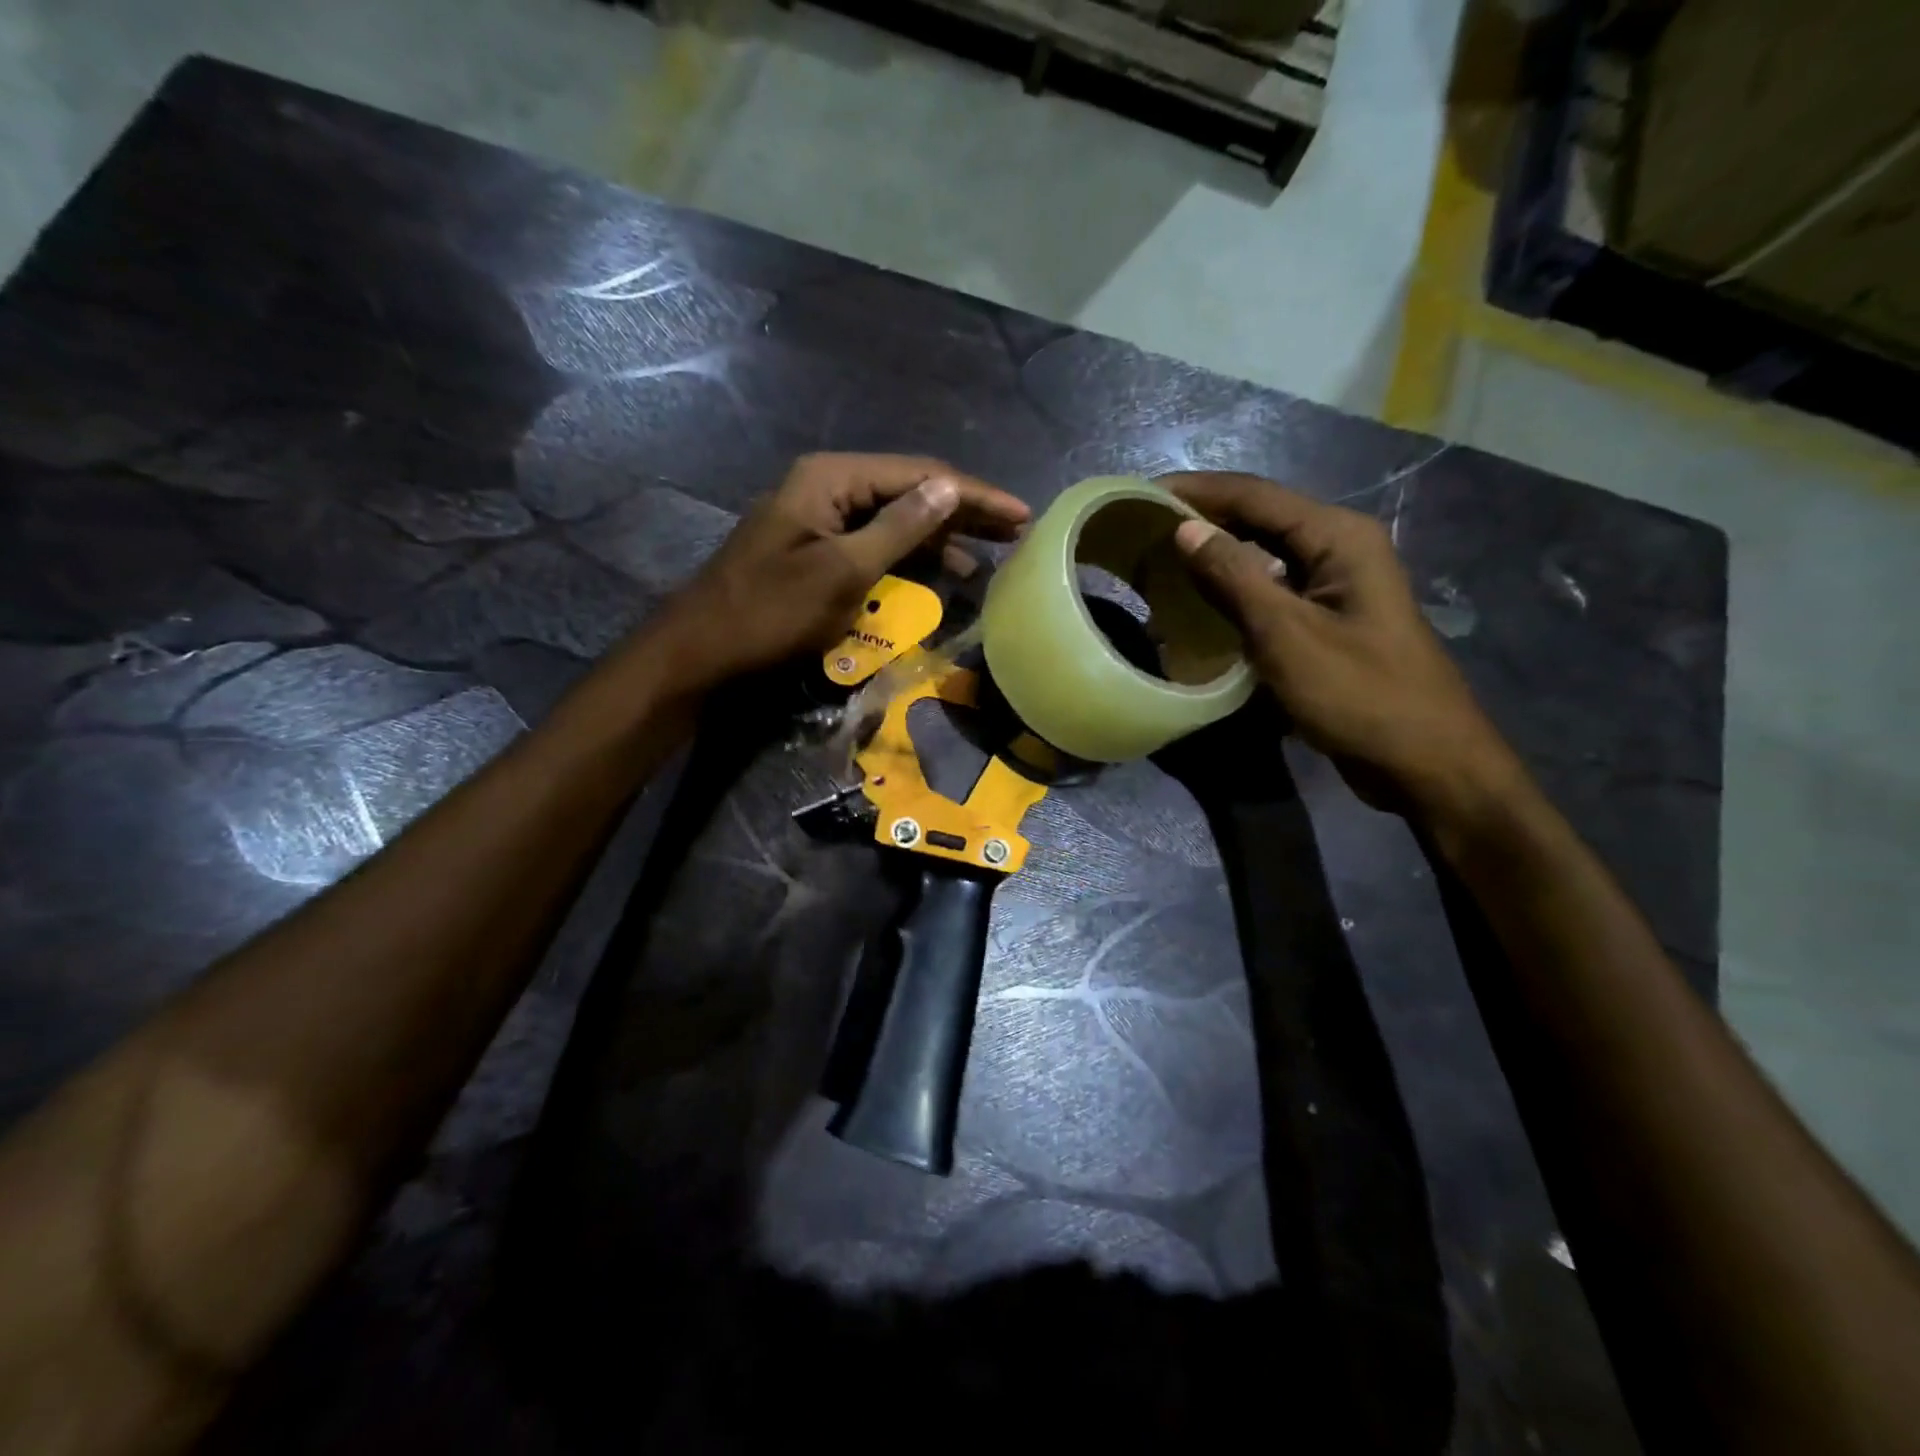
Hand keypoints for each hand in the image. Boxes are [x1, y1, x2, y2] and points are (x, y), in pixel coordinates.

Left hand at [652, 453, 1029, 690]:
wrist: (702, 653)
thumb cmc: (770, 614)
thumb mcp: (842, 572)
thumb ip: (899, 528)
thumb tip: (949, 488)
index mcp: (831, 478)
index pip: (920, 475)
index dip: (974, 495)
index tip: (1021, 514)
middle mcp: (828, 487)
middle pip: (910, 491)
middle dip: (963, 510)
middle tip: (1015, 530)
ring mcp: (820, 519)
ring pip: (895, 519)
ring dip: (941, 536)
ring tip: (989, 555)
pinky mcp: (817, 551)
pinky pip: (875, 544)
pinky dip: (911, 557)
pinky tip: (941, 572)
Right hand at [1164, 471, 1521, 818]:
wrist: (1424, 761)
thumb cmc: (1359, 694)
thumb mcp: (1287, 635)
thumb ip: (1234, 577)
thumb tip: (1185, 529)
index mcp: (1337, 537)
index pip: (1254, 495)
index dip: (1196, 492)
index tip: (1141, 495)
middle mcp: (1337, 550)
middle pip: (1258, 521)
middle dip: (1201, 524)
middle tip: (1142, 536)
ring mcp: (1334, 587)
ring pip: (1262, 559)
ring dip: (1213, 563)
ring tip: (1158, 570)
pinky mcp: (1326, 622)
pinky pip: (1270, 594)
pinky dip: (1232, 597)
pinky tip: (1196, 611)